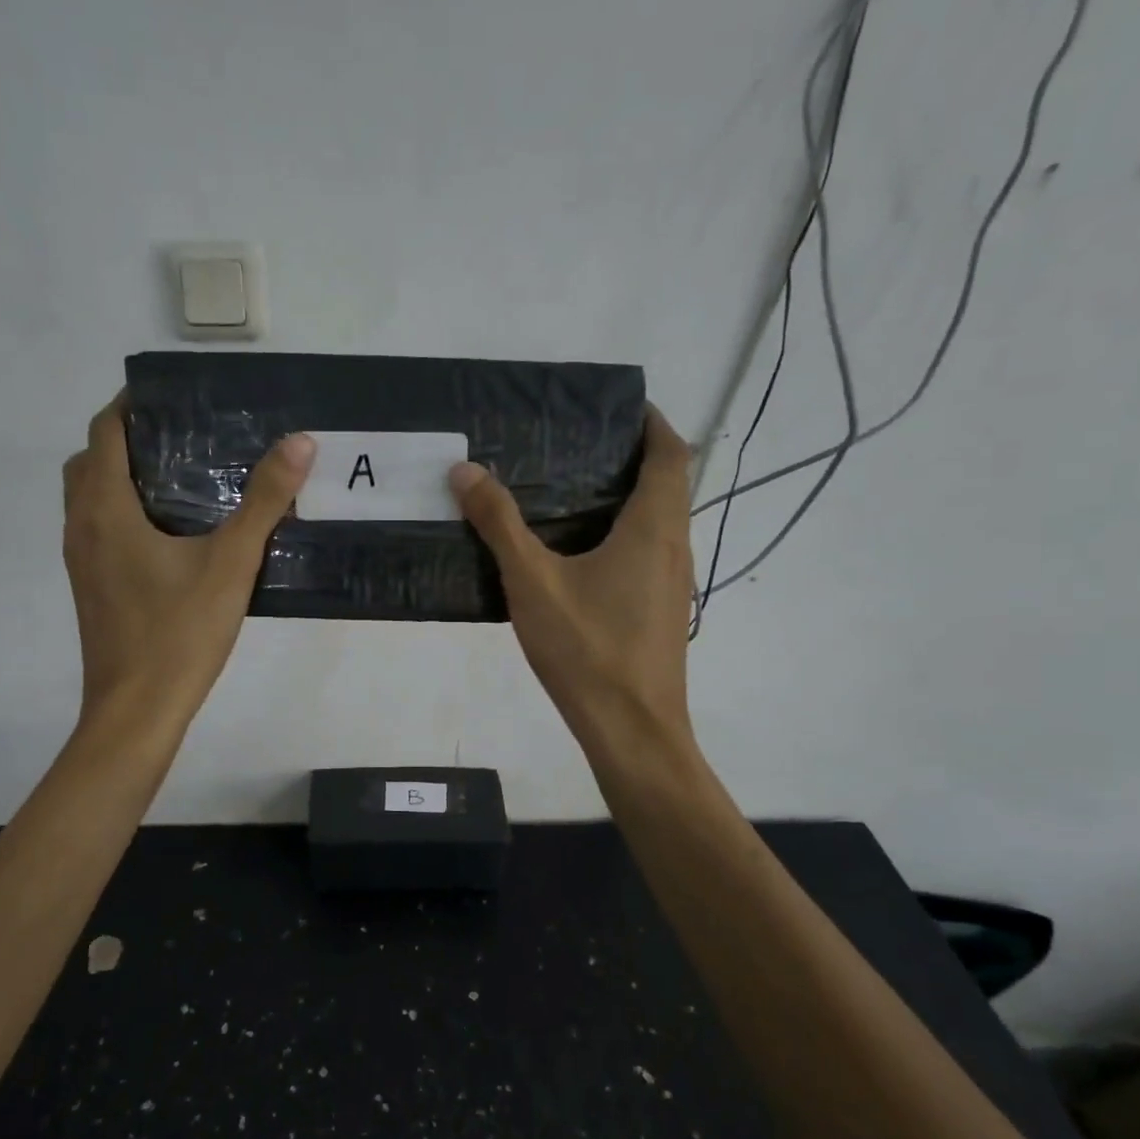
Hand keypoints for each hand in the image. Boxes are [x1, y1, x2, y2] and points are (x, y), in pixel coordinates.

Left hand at [63, 396, 313, 734]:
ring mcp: (81, 561)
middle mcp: (81, 526)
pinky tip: (173, 533)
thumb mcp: (231, 562)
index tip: (176, 398)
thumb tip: (299, 443)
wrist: (137, 711)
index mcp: (105, 508)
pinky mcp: (92, 588)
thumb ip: (265, 501)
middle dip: (129, 438)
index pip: (105, 431)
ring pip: (91, 498)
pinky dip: (124, 511)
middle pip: (92, 460)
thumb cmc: (179, 633)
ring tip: (182, 478)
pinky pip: (99, 529)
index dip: (133, 405)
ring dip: (123, 476)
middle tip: (184, 437)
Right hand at [450, 406, 698, 756]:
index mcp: (655, 527)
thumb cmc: (588, 649)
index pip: (671, 453)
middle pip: (668, 484)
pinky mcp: (662, 611)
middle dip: (631, 457)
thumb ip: (499, 524)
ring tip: (569, 491)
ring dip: (627, 498)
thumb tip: (465, 470)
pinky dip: (623, 534)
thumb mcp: (533, 582)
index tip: (616, 408)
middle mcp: (675, 547)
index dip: (651, 423)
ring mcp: (673, 582)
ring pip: (659, 521)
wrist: (631, 730)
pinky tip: (577, 554)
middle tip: (575, 446)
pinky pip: (648, 553)